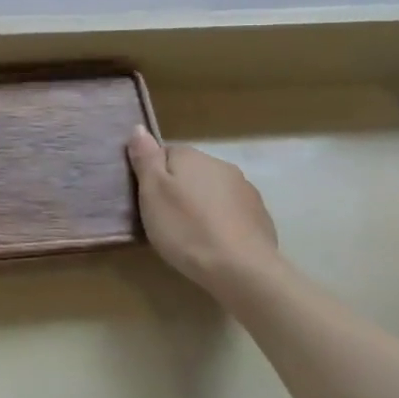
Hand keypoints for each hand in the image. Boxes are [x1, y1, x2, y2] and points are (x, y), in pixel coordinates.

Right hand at [126, 128, 280, 296]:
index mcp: (192, 157)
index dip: (154, 176)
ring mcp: (245, 190)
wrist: (241, 268)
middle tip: (165, 220)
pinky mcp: (259, 215)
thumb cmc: (186, 228)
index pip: (165, 154)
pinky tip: (215, 242)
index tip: (148, 200)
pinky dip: (222, 221)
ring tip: (191, 234)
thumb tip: (139, 128)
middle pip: (191, 172)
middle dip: (179, 190)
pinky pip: (232, 211)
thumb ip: (145, 158)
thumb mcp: (152, 193)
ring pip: (213, 191)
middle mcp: (221, 165)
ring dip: (201, 205)